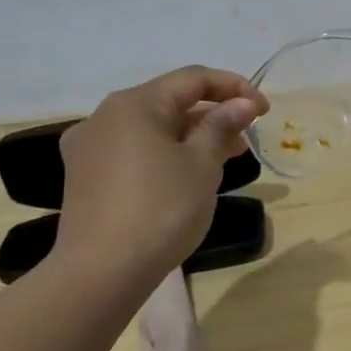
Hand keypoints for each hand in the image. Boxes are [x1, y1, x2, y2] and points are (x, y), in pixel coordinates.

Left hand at [55, 66, 268, 279]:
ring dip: (192, 136)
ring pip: (153, 128)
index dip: (234, 87)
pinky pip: (135, 151)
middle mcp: (105, 117)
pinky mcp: (86, 177)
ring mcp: (90, 148)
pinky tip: (187, 177)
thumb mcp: (203, 164)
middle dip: (214, 114)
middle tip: (247, 138)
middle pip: (170, 102)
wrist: (102, 272)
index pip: (193, 78)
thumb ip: (222, 126)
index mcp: (134, 104)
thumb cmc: (161, 209)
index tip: (264, 110)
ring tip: (225, 160)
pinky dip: (166, 154)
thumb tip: (242, 103)